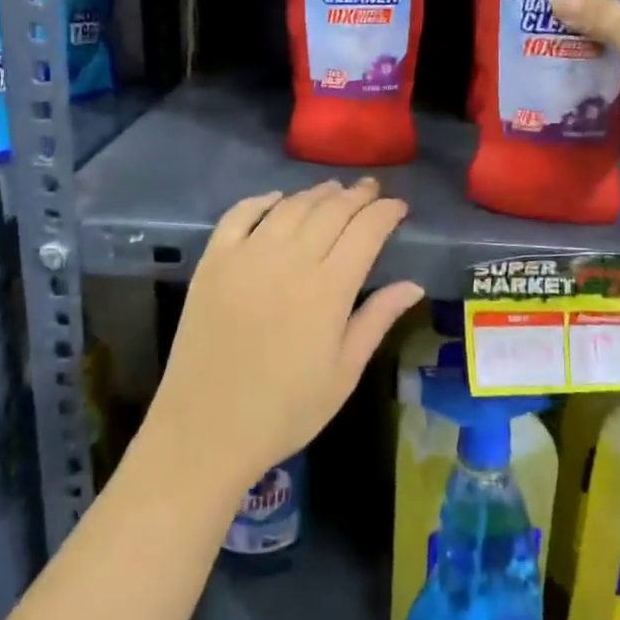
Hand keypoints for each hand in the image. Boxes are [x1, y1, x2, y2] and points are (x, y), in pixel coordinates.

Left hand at [145, 178, 422, 497]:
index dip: (386, 213)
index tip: (399, 207)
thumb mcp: (343, 372)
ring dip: (316, 193)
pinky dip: (261, 200)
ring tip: (333, 190)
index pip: (366, 231)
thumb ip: (377, 320)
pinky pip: (239, 214)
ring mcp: (246, 256)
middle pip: (330, 211)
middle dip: (356, 196)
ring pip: (289, 207)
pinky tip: (276, 199)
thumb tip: (413, 284)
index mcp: (328, 289)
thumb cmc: (285, 410)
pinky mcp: (213, 261)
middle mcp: (289, 260)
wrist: (206, 429)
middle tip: (371, 190)